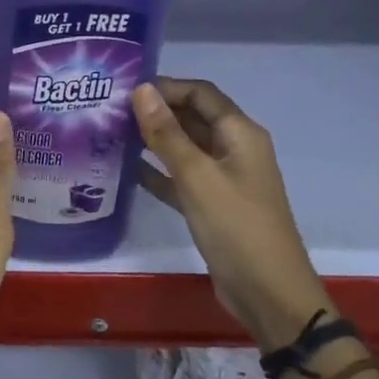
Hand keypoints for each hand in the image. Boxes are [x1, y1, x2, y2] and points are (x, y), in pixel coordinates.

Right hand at [133, 78, 334, 345]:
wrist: (268, 293)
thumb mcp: (197, 176)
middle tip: (109, 110)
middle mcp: (234, 149)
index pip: (200, 93)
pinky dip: (157, 172)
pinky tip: (125, 170)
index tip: (124, 88)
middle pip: (192, 117)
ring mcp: (224, 178)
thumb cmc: (236, 226)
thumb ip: (167, 133)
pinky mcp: (213, 204)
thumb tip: (142, 90)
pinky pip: (181, 178)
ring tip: (111, 134)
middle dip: (155, 112)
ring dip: (153, 140)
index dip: (165, 86)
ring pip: (184, 148)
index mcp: (240, 134)